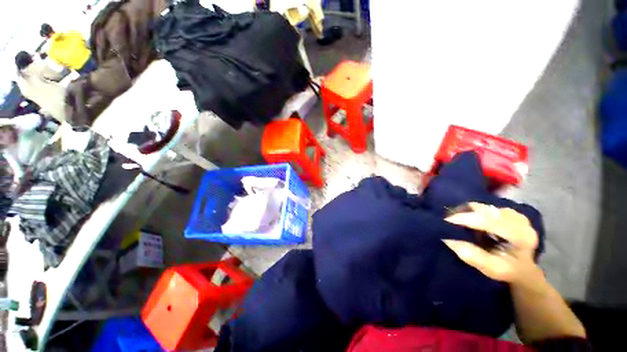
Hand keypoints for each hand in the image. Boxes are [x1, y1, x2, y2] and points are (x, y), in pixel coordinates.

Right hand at [442, 202, 542, 286]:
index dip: (467, 219)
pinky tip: (469, 220)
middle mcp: (520, 221)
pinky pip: (486, 208)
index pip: (491, 222)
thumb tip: (449, 240)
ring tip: (457, 221)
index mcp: (521, 237)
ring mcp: (515, 214)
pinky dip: (474, 212)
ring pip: (485, 208)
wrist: (522, 267)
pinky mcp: (508, 212)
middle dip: (465, 213)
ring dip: (469, 212)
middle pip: (487, 211)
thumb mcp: (492, 269)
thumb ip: (473, 256)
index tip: (447, 220)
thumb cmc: (507, 270)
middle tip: (448, 220)